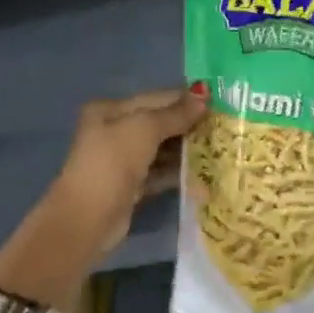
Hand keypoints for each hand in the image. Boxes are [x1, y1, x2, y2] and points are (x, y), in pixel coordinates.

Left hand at [46, 86, 207, 255]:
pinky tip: (204, 175)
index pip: (156, 98)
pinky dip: (179, 172)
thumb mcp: (144, 129)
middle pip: (160, 123)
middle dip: (190, 125)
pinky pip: (161, 172)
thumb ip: (175, 113)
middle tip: (225, 127)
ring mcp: (123, 160)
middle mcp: (115, 131)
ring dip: (188, 149)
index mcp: (111, 110)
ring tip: (220, 149)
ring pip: (162, 149)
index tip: (219, 102)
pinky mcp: (132, 185)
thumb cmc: (112, 162)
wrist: (88, 218)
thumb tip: (204, 94)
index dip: (186, 99)